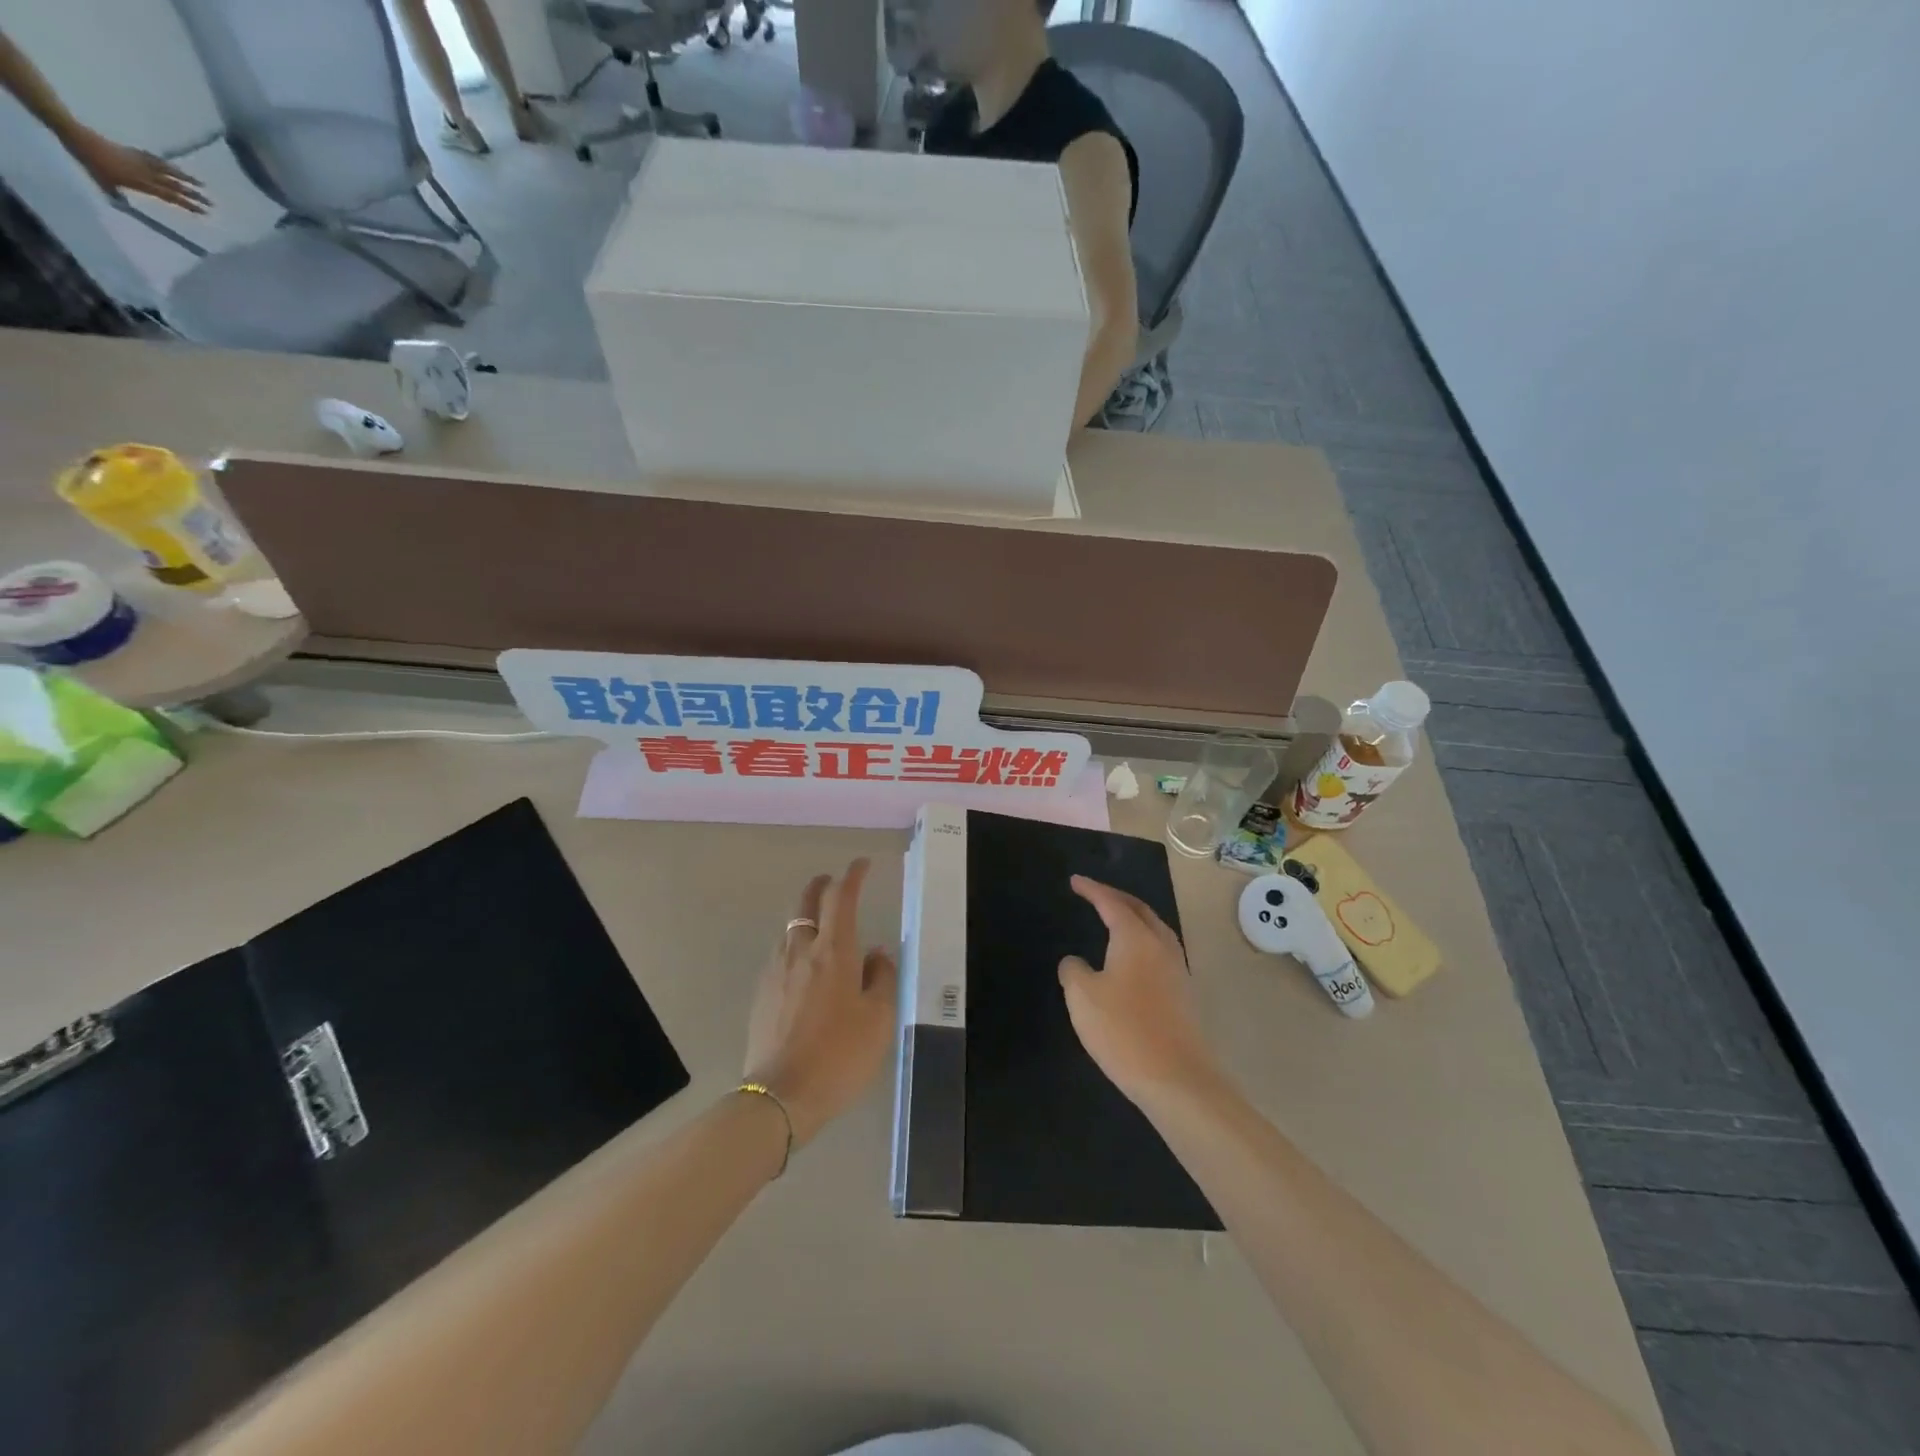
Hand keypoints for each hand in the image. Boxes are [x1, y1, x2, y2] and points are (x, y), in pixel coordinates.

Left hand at [67, 128, 208, 212]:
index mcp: (142, 184)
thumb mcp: (103, 183)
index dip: (188, 205)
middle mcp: (147, 174)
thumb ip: (117, 194)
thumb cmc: (90, 163)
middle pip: (175, 186)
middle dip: (194, 195)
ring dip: (187, 178)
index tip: (204, 212)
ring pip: (170, 171)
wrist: (78, 138)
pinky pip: (156, 159)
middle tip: (211, 203)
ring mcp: (142, 161)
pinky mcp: (135, 152)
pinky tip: (174, 167)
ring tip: (201, 184)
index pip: (171, 197)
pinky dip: (167, 164)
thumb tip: (125, 204)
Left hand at [743, 859, 897, 1146]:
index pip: (841, 897)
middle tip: (835, 882)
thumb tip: (876, 953)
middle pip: (807, 903)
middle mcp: (800, 951)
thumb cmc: (839, 1055)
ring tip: (822, 926)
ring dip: (807, 917)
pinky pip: (781, 955)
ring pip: (791, 929)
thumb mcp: (879, 1019)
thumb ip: (881, 977)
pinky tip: (804, 967)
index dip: (852, 875)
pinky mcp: (761, 994)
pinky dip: (796, 946)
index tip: (862, 864)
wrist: (779, 1097)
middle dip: (822, 886)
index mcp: (833, 951)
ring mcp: (775, 971)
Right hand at [1059, 875, 1220, 1103]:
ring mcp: (1178, 970)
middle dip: (1117, 898)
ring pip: (1156, 931)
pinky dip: (1143, 942)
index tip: (1075, 881)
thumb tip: (1076, 962)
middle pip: (1140, 911)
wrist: (1177, 1079)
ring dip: (1135, 919)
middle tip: (1095, 894)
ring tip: (1116, 921)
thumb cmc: (1123, 1030)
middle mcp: (1161, 946)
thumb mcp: (1082, 997)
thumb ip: (1074, 970)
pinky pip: (1161, 952)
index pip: (1111, 903)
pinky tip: (1133, 960)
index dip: (1092, 890)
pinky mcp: (1184, 994)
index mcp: (1136, 938)